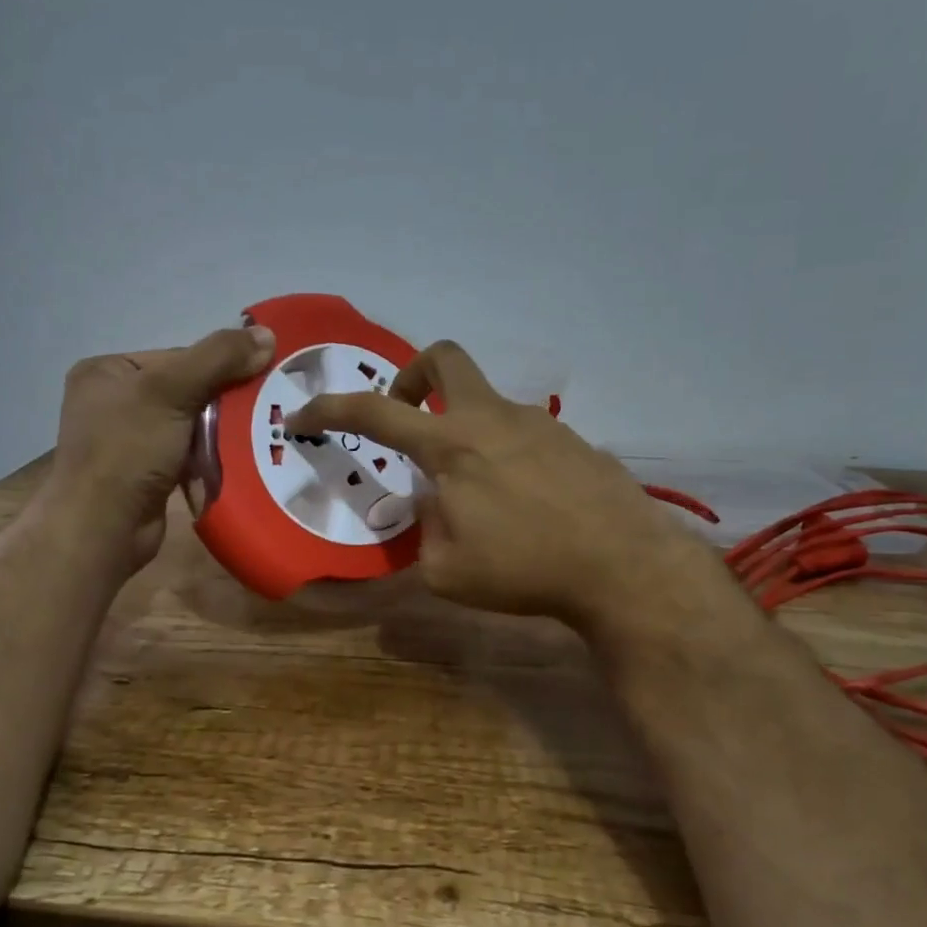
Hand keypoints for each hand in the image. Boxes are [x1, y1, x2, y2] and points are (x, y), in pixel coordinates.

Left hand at [49, 325, 275, 572]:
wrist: (102, 529)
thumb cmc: (127, 451)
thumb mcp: (172, 391)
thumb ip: (219, 358)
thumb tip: (267, 333)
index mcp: (108, 371)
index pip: (179, 357)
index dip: (219, 368)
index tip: (256, 382)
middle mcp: (114, 400)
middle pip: (188, 389)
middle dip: (224, 402)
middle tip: (263, 411)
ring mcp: (128, 439)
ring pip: (191, 423)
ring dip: (222, 432)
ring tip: (257, 435)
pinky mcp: (145, 472)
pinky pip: (188, 452)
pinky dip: (211, 456)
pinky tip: (236, 460)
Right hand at [285, 341, 719, 639]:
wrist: (623, 566)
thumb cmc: (524, 568)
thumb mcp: (446, 569)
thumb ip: (424, 529)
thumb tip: (429, 504)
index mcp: (451, 445)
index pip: (374, 412)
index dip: (329, 409)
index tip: (303, 416)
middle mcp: (492, 418)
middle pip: (445, 357)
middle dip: (412, 374)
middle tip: (405, 413)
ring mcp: (538, 423)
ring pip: (486, 401)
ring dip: (463, 426)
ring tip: (473, 488)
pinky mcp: (572, 440)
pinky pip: (522, 432)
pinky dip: (502, 451)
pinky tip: (520, 499)